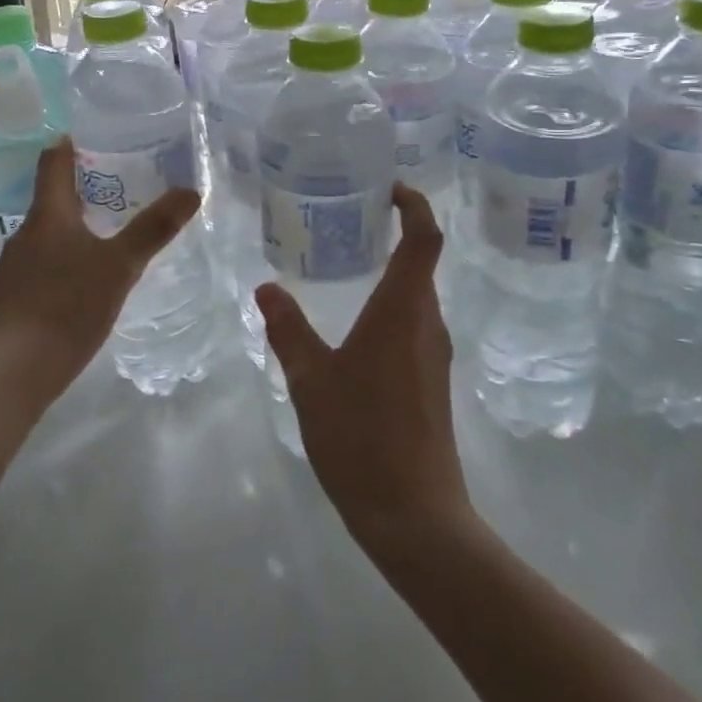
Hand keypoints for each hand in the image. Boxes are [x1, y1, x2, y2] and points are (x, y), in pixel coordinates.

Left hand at [0, 137, 198, 411]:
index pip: (53, 162)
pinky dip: (70, 253)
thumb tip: (191, 190)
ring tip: (114, 226)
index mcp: (48, 215)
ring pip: (51, 230)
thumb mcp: (120, 265)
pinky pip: (47, 259)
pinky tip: (91, 273)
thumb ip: (154, 228)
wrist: (16, 371)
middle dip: (85, 185)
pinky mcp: (18, 294)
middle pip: (53, 195)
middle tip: (123, 181)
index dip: (71, 144)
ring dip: (78, 222)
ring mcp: (18, 265)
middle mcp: (27, 232)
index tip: (95, 134)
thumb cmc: (67, 306)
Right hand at [255, 185, 471, 556]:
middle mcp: (428, 322)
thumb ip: (288, 329)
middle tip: (352, 220)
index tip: (390, 187)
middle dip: (396, 233)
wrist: (414, 514)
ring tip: (349, 264)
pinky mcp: (434, 379)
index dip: (415, 204)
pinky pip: (416, 323)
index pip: (424, 238)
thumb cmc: (361, 436)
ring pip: (418, 295)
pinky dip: (393, 305)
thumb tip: (266, 287)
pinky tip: (358, 324)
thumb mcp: (311, 380)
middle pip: (423, 262)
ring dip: (394, 271)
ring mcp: (435, 353)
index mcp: (403, 310)